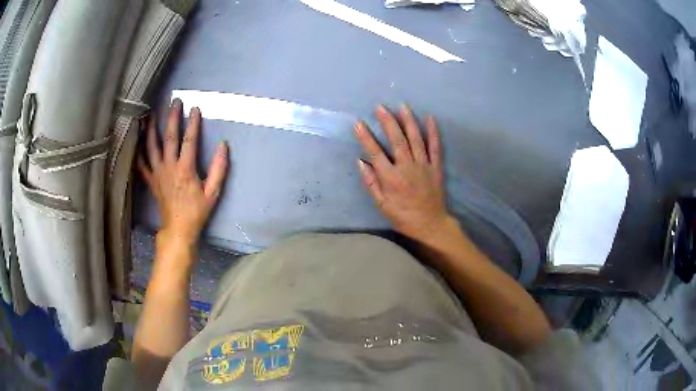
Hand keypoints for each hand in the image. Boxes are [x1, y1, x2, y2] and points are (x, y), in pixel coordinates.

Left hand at [138, 99, 228, 246]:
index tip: (195, 108)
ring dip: (151, 129)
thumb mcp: (213, 192)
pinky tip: (137, 141)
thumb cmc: (197, 211)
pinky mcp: (151, 180)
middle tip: (174, 102)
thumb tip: (223, 146)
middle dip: (172, 118)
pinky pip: (142, 164)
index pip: (189, 140)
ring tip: (151, 114)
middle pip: (169, 138)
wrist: (178, 229)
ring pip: (152, 147)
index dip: (192, 123)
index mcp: (185, 169)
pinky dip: (139, 152)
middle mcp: (169, 167)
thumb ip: (219, 168)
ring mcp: (157, 173)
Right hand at [354, 104, 450, 243]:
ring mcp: (423, 165)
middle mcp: (407, 167)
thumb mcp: (381, 205)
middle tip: (380, 107)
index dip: (365, 137)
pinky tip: (430, 118)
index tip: (358, 123)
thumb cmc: (402, 216)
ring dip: (408, 121)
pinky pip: (435, 147)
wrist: (430, 224)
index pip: (375, 153)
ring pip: (416, 139)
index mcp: (391, 178)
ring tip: (402, 106)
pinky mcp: (436, 167)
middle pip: (397, 140)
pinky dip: (433, 132)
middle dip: (388, 122)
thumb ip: (371, 183)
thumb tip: (360, 162)